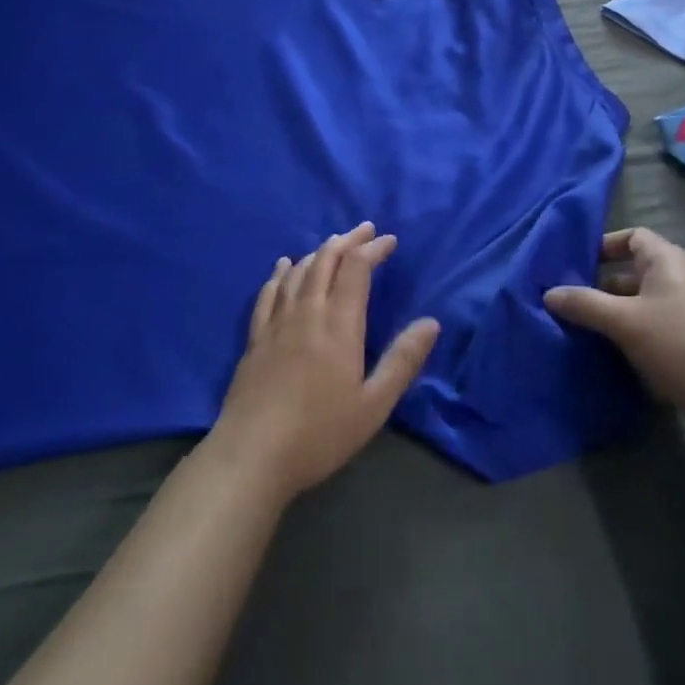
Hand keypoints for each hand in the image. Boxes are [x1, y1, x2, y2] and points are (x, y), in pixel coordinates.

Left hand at [208, 222, 439, 502]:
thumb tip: (432, 323)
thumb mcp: (374, 404)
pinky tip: (284, 266)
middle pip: (326, 261)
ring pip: (298, 272)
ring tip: (333, 243)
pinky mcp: (255, 338)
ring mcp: (276, 323)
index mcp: (339, 325)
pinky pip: (268, 292)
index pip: (357, 269)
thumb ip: (402, 361)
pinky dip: (280, 273)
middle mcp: (307, 313)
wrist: (252, 455)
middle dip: (348, 241)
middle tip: (365, 230)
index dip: (373, 249)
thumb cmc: (320, 434)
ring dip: (319, 251)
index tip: (389, 241)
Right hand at [545, 228, 684, 453]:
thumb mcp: (624, 322)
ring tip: (581, 329)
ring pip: (642, 304)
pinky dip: (633, 335)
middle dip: (601, 285)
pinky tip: (611, 354)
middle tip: (568, 301)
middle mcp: (681, 279)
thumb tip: (548, 293)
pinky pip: (655, 328)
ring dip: (615, 314)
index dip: (603, 245)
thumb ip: (584, 304)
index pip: (632, 236)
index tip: (574, 264)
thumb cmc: (681, 343)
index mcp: (668, 260)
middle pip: (634, 271)